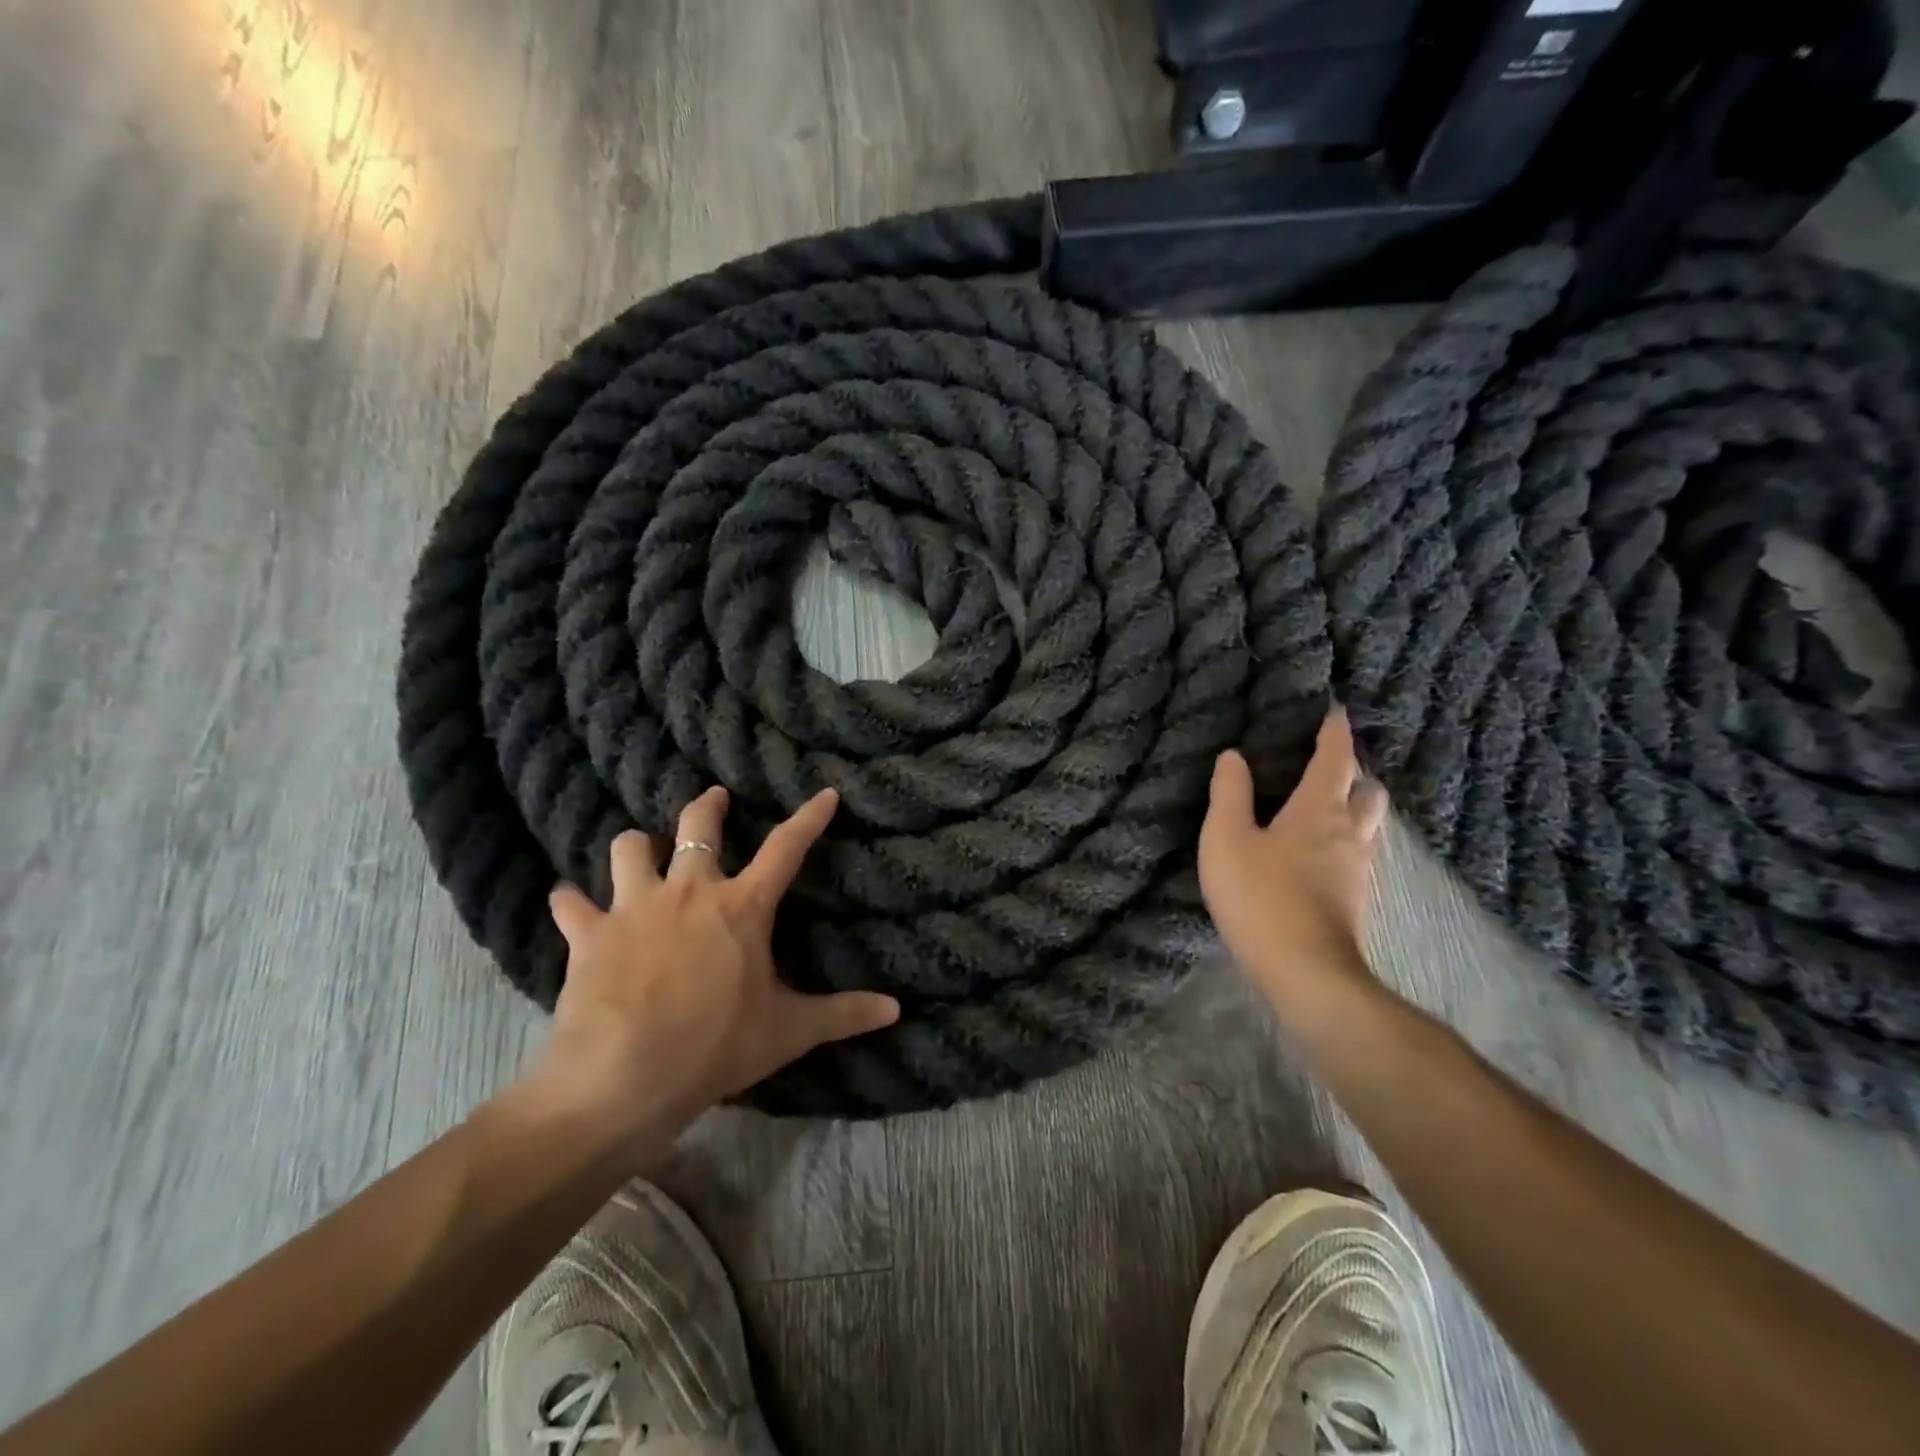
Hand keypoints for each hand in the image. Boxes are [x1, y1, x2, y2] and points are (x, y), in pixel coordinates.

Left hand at [519, 786, 899, 1146]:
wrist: (622, 1079)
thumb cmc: (715, 1047)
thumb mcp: (788, 1032)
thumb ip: (842, 1015)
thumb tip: (895, 1010)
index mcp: (741, 907)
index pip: (786, 849)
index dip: (809, 818)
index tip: (825, 793)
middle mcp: (688, 892)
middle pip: (697, 828)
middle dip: (708, 807)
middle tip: (715, 798)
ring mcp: (634, 907)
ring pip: (629, 849)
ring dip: (635, 846)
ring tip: (638, 850)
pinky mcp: (589, 934)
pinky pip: (572, 904)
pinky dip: (572, 903)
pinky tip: (570, 905)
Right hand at [1199, 708, 1388, 1017]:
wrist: (1303, 971)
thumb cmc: (1260, 896)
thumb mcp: (1226, 839)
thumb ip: (1230, 794)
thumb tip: (1234, 756)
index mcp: (1319, 811)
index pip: (1335, 760)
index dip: (1335, 734)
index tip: (1337, 712)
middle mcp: (1348, 834)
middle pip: (1368, 793)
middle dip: (1355, 774)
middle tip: (1331, 768)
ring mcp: (1357, 871)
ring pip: (1368, 827)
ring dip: (1354, 810)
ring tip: (1326, 809)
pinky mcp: (1353, 901)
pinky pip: (1357, 855)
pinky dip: (1345, 842)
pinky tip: (1320, 855)